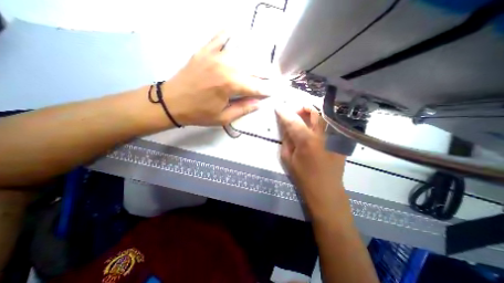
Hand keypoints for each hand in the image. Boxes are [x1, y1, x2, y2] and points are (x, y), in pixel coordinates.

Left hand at [161, 30, 266, 125]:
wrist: (172, 103)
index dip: (265, 90)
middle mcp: (225, 66)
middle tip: (271, 77)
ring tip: (260, 64)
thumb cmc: (199, 113)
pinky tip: (234, 28)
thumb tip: (258, 103)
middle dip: (264, 74)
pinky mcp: (204, 52)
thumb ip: (243, 109)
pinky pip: (218, 38)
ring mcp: (214, 56)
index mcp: (230, 85)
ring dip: (253, 59)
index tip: (273, 91)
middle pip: (251, 68)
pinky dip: (227, 33)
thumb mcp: (223, 118)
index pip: (255, 86)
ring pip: (241, 54)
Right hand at [277, 106, 348, 216]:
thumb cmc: (303, 176)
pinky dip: (319, 121)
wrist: (326, 190)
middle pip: (314, 111)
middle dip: (302, 107)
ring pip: (323, 115)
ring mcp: (334, 136)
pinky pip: (329, 124)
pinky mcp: (339, 141)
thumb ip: (287, 139)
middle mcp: (322, 134)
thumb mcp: (288, 158)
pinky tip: (313, 128)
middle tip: (294, 112)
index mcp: (306, 140)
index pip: (293, 120)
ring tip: (303, 118)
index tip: (278, 107)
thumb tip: (286, 126)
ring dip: (312, 112)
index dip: (284, 112)